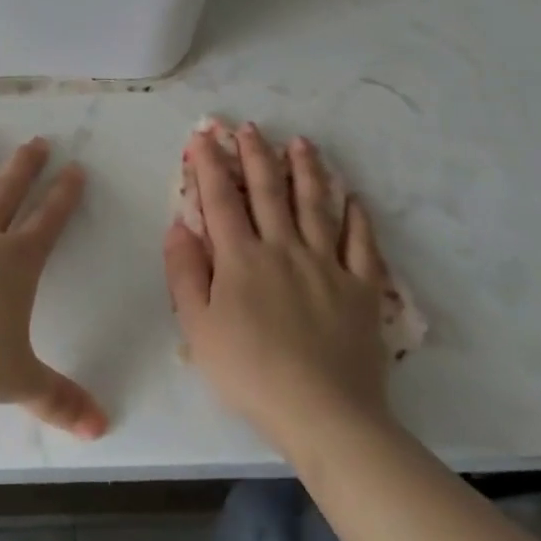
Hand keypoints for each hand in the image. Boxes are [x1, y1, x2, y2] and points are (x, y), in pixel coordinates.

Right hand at [164, 124, 394, 455]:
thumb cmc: (250, 373)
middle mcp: (284, 248)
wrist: (324, 413)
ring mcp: (327, 264)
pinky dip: (357, 217)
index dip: (209, 164)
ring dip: (306, 170)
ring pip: (316, 205)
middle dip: (255, 155)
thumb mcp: (198, 328)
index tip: (203, 135)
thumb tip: (178, 225)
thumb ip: (184, 273)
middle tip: (250, 127)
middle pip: (268, 191)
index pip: (220, 199)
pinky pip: (361, 243)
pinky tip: (354, 198)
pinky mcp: (361, 287)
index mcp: (241, 258)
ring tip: (300, 143)